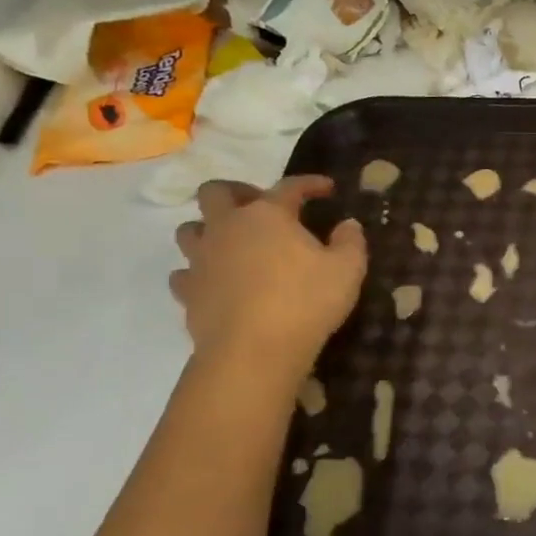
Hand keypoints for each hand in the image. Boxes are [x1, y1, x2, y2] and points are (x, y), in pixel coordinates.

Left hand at [171, 176, 365, 374]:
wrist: (253, 351)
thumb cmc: (305, 302)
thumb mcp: (347, 270)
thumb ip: (350, 242)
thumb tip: (348, 225)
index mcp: (268, 215)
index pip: (289, 186)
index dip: (309, 183)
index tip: (327, 188)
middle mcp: (227, 227)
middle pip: (216, 193)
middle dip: (237, 192)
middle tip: (258, 207)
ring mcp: (202, 259)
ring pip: (190, 230)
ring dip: (209, 230)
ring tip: (232, 244)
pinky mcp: (188, 292)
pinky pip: (184, 273)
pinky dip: (199, 272)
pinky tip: (215, 282)